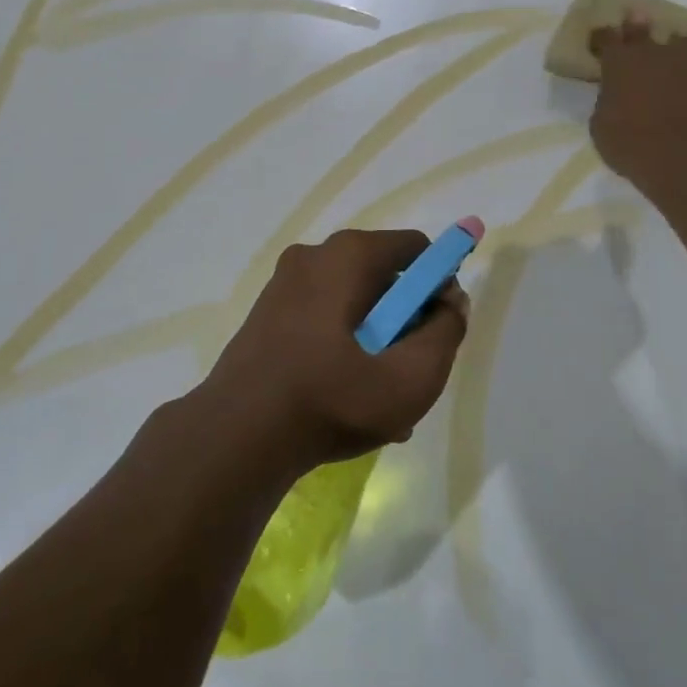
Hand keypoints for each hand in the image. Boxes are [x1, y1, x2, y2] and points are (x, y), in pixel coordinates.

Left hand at [198, 229, 468, 475]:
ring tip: (379, 399)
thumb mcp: (412, 376)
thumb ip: (447, 332)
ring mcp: (283, 285)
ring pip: (352, 305)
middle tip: (409, 371)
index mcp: (348, 255)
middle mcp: (313, 257)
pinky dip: (342, 348)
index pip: (416, 249)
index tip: (440, 329)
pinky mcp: (265, 315)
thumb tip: (451, 302)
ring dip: (375, 342)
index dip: (439, 284)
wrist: (235, 437)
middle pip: (383, 278)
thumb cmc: (332, 399)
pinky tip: (345, 400)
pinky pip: (321, 321)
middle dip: (405, 321)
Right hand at [588, 17, 686, 197]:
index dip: (601, 36)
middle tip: (635, 17)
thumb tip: (613, 93)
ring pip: (680, 42)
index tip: (599, 37)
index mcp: (619, 62)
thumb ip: (607, 99)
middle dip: (636, 25)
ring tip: (672, 49)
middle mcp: (654, 53)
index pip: (606, 37)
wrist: (685, 163)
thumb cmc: (630, 146)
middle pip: (643, 29)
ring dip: (673, 45)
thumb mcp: (600, 125)